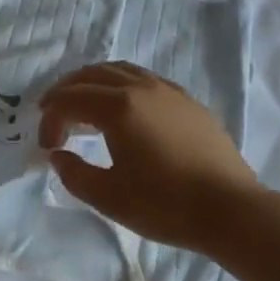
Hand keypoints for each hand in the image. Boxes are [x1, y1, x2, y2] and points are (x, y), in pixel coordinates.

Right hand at [38, 63, 266, 256]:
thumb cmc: (166, 205)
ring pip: (119, 70)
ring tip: (81, 103)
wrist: (231, 210)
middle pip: (91, 75)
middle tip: (51, 113)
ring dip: (92, 82)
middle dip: (65, 91)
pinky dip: (120, 84)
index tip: (48, 147)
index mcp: (118, 107)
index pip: (70, 100)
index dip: (51, 120)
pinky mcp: (187, 100)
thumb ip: (75, 174)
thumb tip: (58, 155)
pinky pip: (143, 78)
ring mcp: (167, 90)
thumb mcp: (110, 198)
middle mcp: (141, 88)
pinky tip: (122, 106)